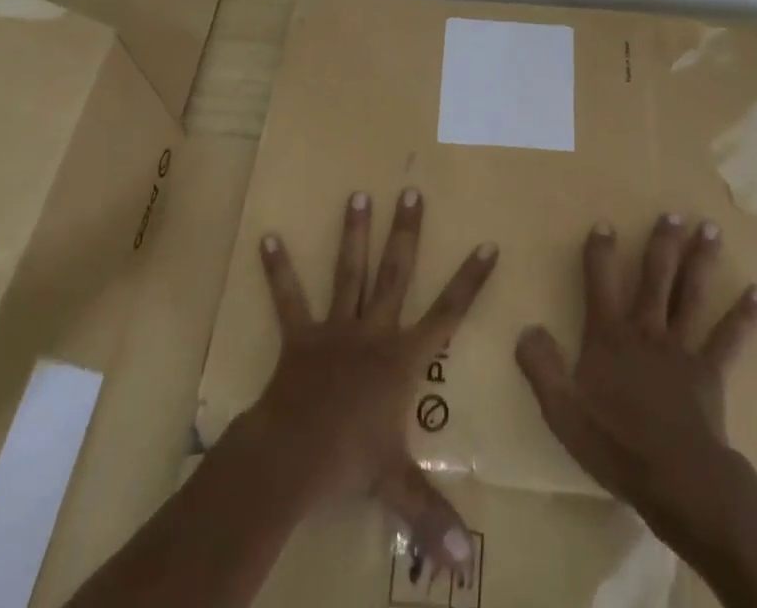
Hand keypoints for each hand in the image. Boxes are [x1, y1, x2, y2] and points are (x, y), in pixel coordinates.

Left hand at [249, 188, 496, 574]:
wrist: (291, 458)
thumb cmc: (349, 464)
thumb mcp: (396, 487)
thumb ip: (433, 517)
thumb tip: (467, 566)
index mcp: (402, 359)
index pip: (448, 313)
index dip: (470, 280)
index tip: (487, 243)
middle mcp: (373, 331)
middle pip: (396, 273)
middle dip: (407, 232)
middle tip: (411, 189)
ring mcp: (336, 329)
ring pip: (350, 272)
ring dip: (354, 234)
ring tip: (357, 194)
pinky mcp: (300, 336)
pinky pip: (289, 299)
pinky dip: (279, 270)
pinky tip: (268, 237)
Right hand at [513, 212, 756, 534]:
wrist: (675, 479)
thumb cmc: (615, 443)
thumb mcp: (562, 409)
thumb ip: (541, 365)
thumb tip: (526, 328)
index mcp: (609, 336)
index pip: (600, 282)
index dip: (600, 252)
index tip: (605, 224)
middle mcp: (646, 329)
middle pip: (655, 276)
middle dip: (662, 242)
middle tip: (674, 213)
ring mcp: (681, 347)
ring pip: (690, 294)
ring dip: (701, 260)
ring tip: (710, 228)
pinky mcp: (710, 371)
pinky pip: (729, 338)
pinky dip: (745, 315)